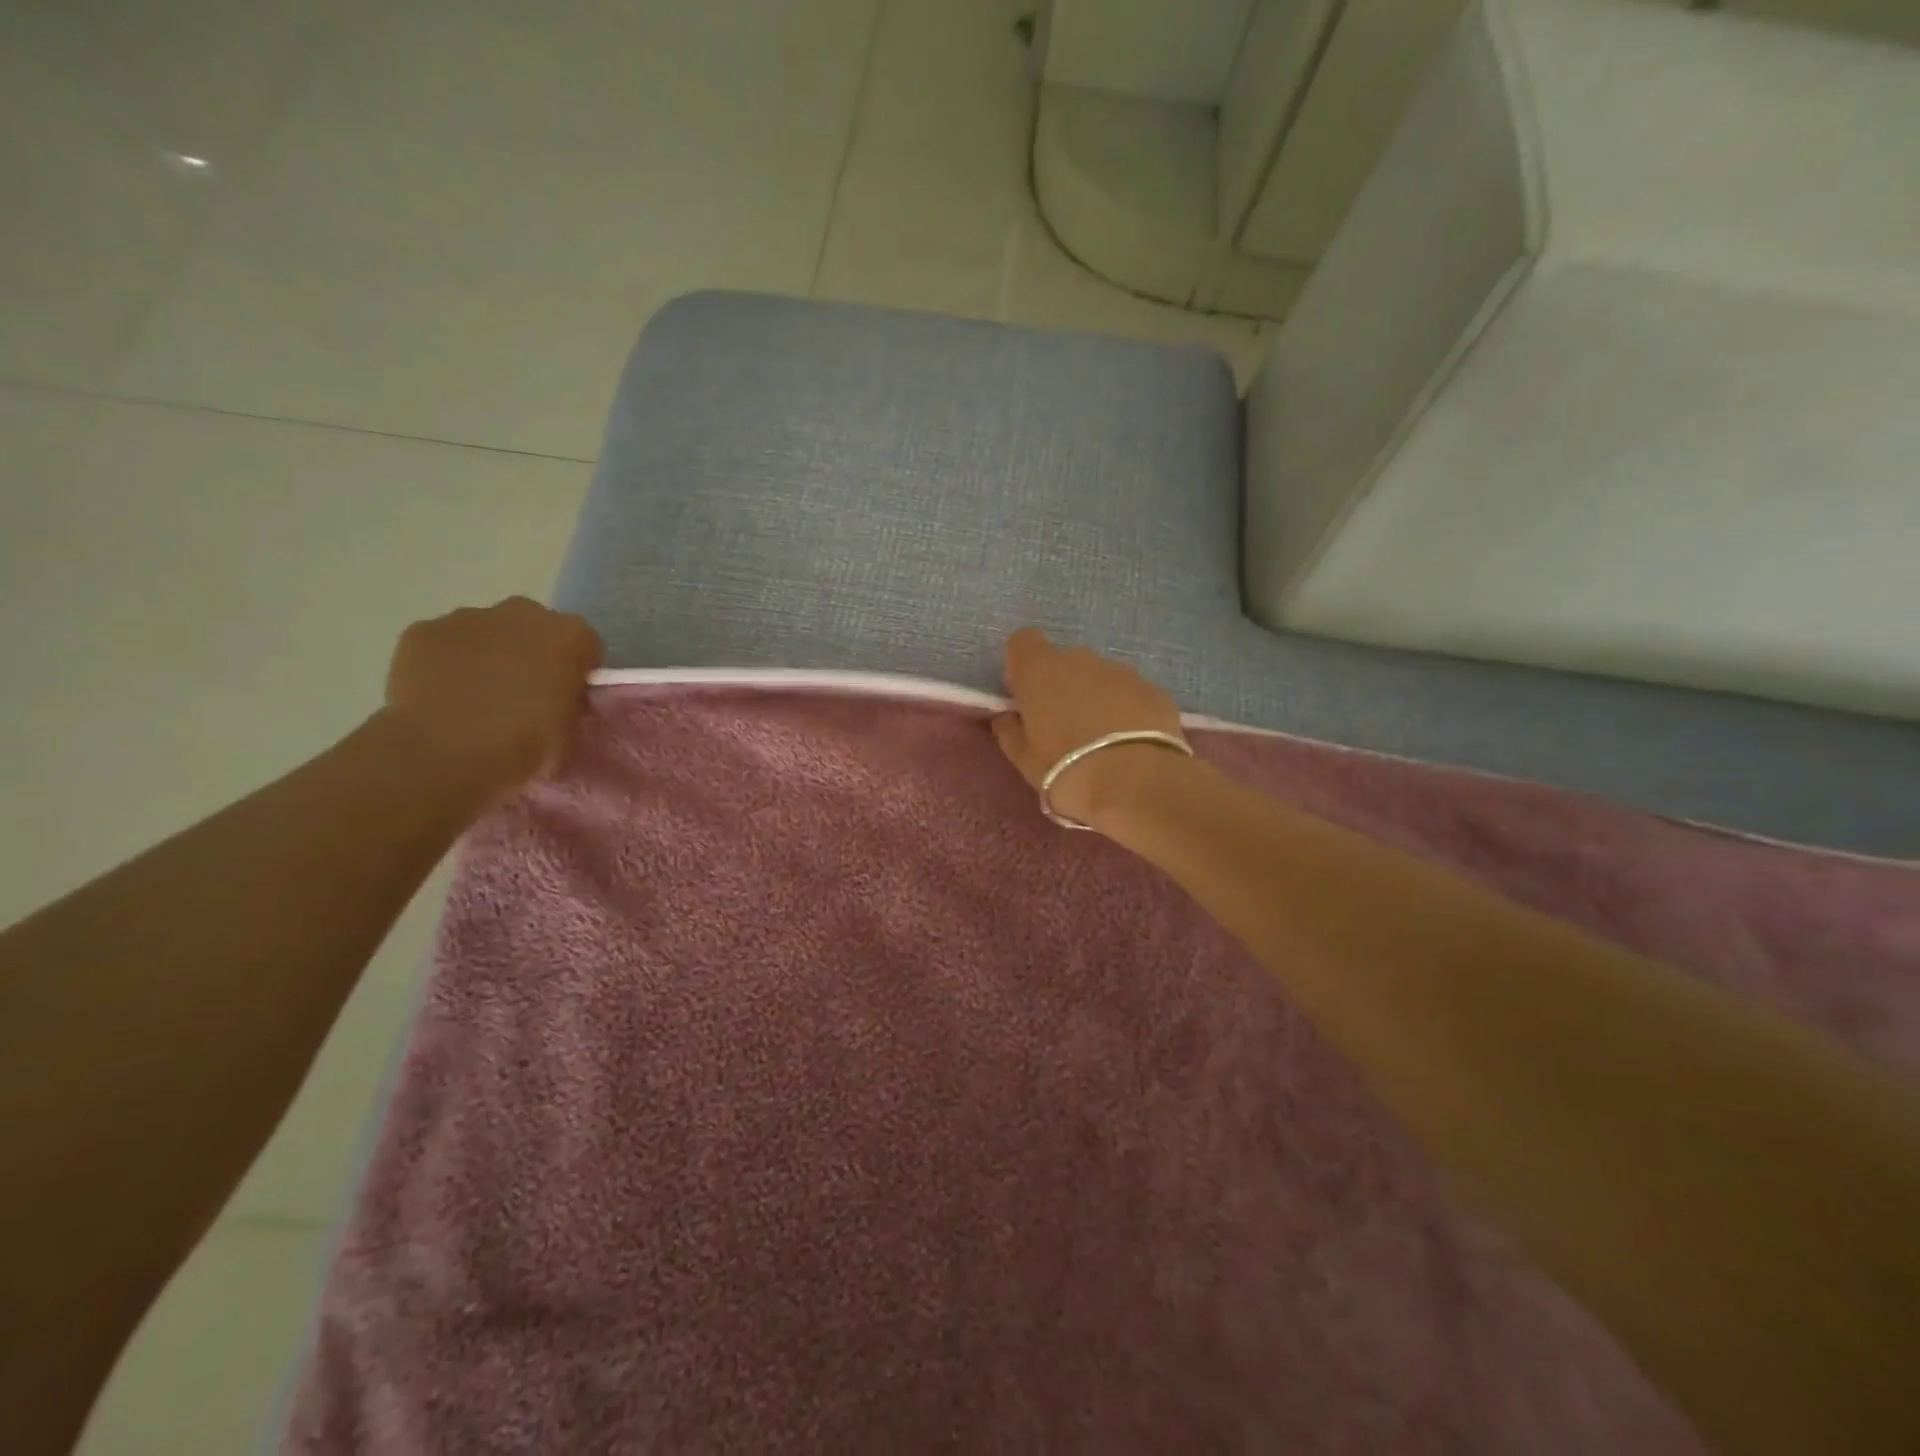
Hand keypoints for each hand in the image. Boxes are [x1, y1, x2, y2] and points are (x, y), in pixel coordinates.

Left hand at [380, 597, 602, 792]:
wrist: (446, 753)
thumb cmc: (525, 745)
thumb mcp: (571, 733)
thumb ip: (571, 705)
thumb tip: (560, 701)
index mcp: (571, 636)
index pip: (584, 646)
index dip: (575, 672)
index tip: (565, 698)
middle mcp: (524, 613)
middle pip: (534, 627)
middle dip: (530, 653)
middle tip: (522, 695)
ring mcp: (468, 617)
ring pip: (486, 632)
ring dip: (487, 655)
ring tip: (475, 699)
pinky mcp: (423, 630)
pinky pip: (443, 644)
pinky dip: (445, 663)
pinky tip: (441, 696)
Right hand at [991, 627, 1187, 829]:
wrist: (1138, 784)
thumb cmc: (1067, 772)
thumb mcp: (1026, 762)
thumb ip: (1010, 732)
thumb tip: (1006, 718)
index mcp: (1040, 671)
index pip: (1022, 643)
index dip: (1022, 666)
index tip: (1025, 696)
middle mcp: (1080, 660)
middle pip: (1063, 662)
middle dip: (1061, 686)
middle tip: (1064, 726)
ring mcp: (1121, 671)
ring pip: (1099, 677)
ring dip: (1096, 698)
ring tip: (1101, 739)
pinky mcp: (1154, 689)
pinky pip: (1130, 693)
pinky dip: (1126, 709)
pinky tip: (1130, 742)